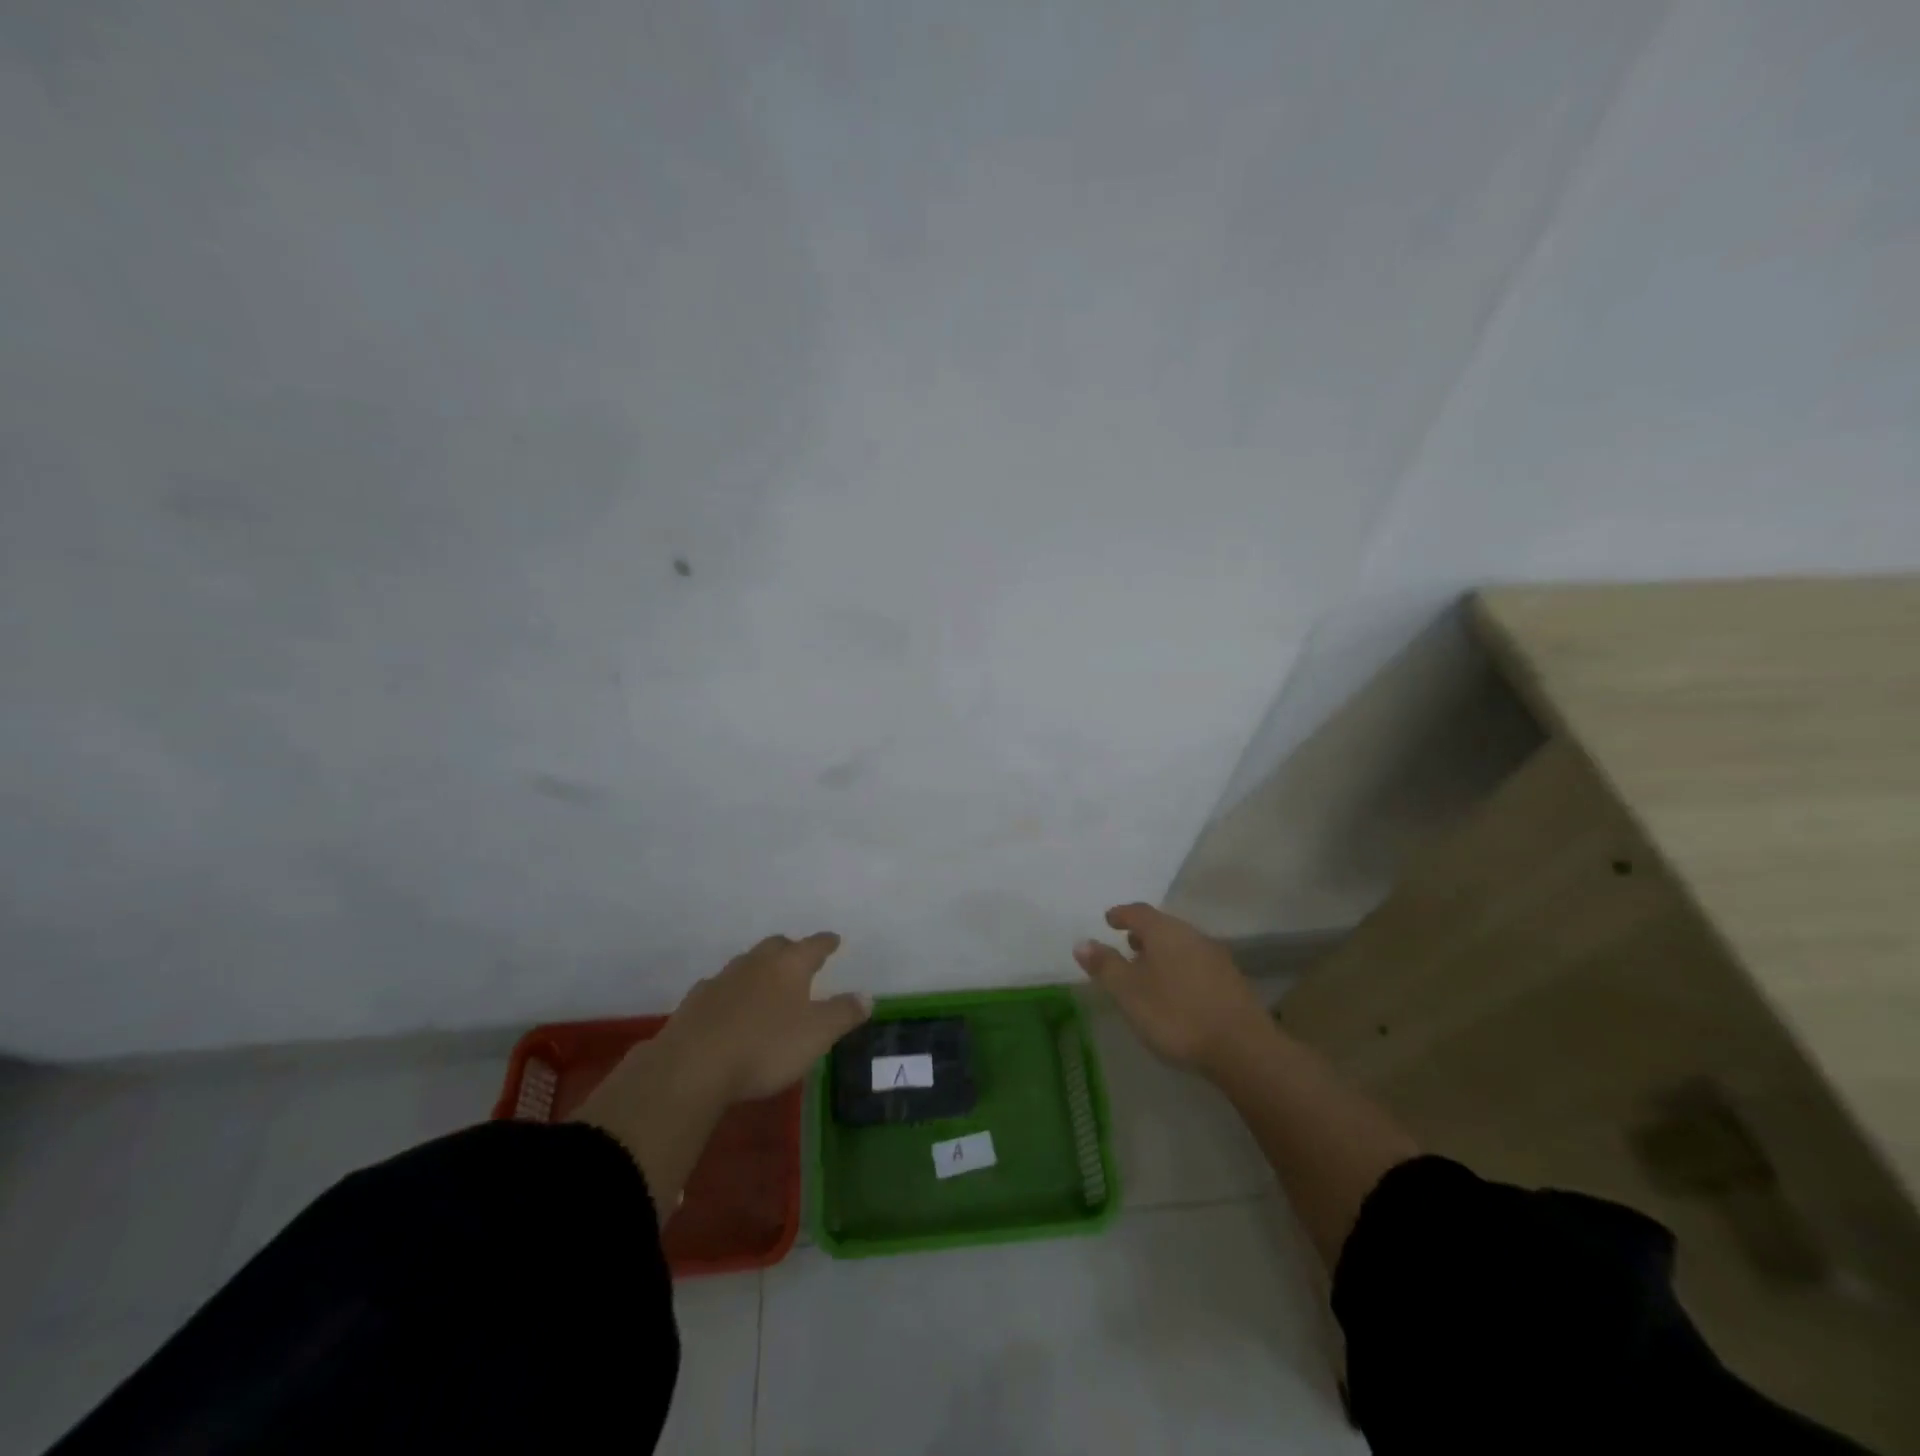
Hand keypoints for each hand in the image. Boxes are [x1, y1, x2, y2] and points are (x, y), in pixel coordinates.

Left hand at [655, 931, 871, 1102]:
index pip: (814, 946)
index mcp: (789, 966)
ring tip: (768, 984)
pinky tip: (731, 1008)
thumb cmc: (765, 1047)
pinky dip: (732, 992)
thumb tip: (867, 996)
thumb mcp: (817, 1035)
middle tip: (800, 959)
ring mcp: (722, 980)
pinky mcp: (695, 1002)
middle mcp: (756, 963)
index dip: (826, 943)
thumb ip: (843, 1014)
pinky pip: (720, 988)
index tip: (834, 940)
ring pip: (747, 964)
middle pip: (777, 946)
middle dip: (791, 949)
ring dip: (760, 969)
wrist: (692, 1067)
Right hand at [1074, 904, 1270, 1076]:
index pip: (1138, 912)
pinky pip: (1196, 963)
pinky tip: (1175, 990)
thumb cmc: (1175, 1014)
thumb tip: (1082, 943)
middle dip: (1143, 933)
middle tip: (1127, 944)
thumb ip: (1105, 966)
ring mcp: (1215, 957)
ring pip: (1181, 945)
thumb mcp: (1129, 992)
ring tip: (1148, 969)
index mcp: (1165, 932)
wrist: (1242, 1047)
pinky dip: (1179, 968)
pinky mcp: (1231, 981)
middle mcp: (1192, 935)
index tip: (1109, 920)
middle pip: (1163, 926)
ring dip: (1162, 952)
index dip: (1121, 914)